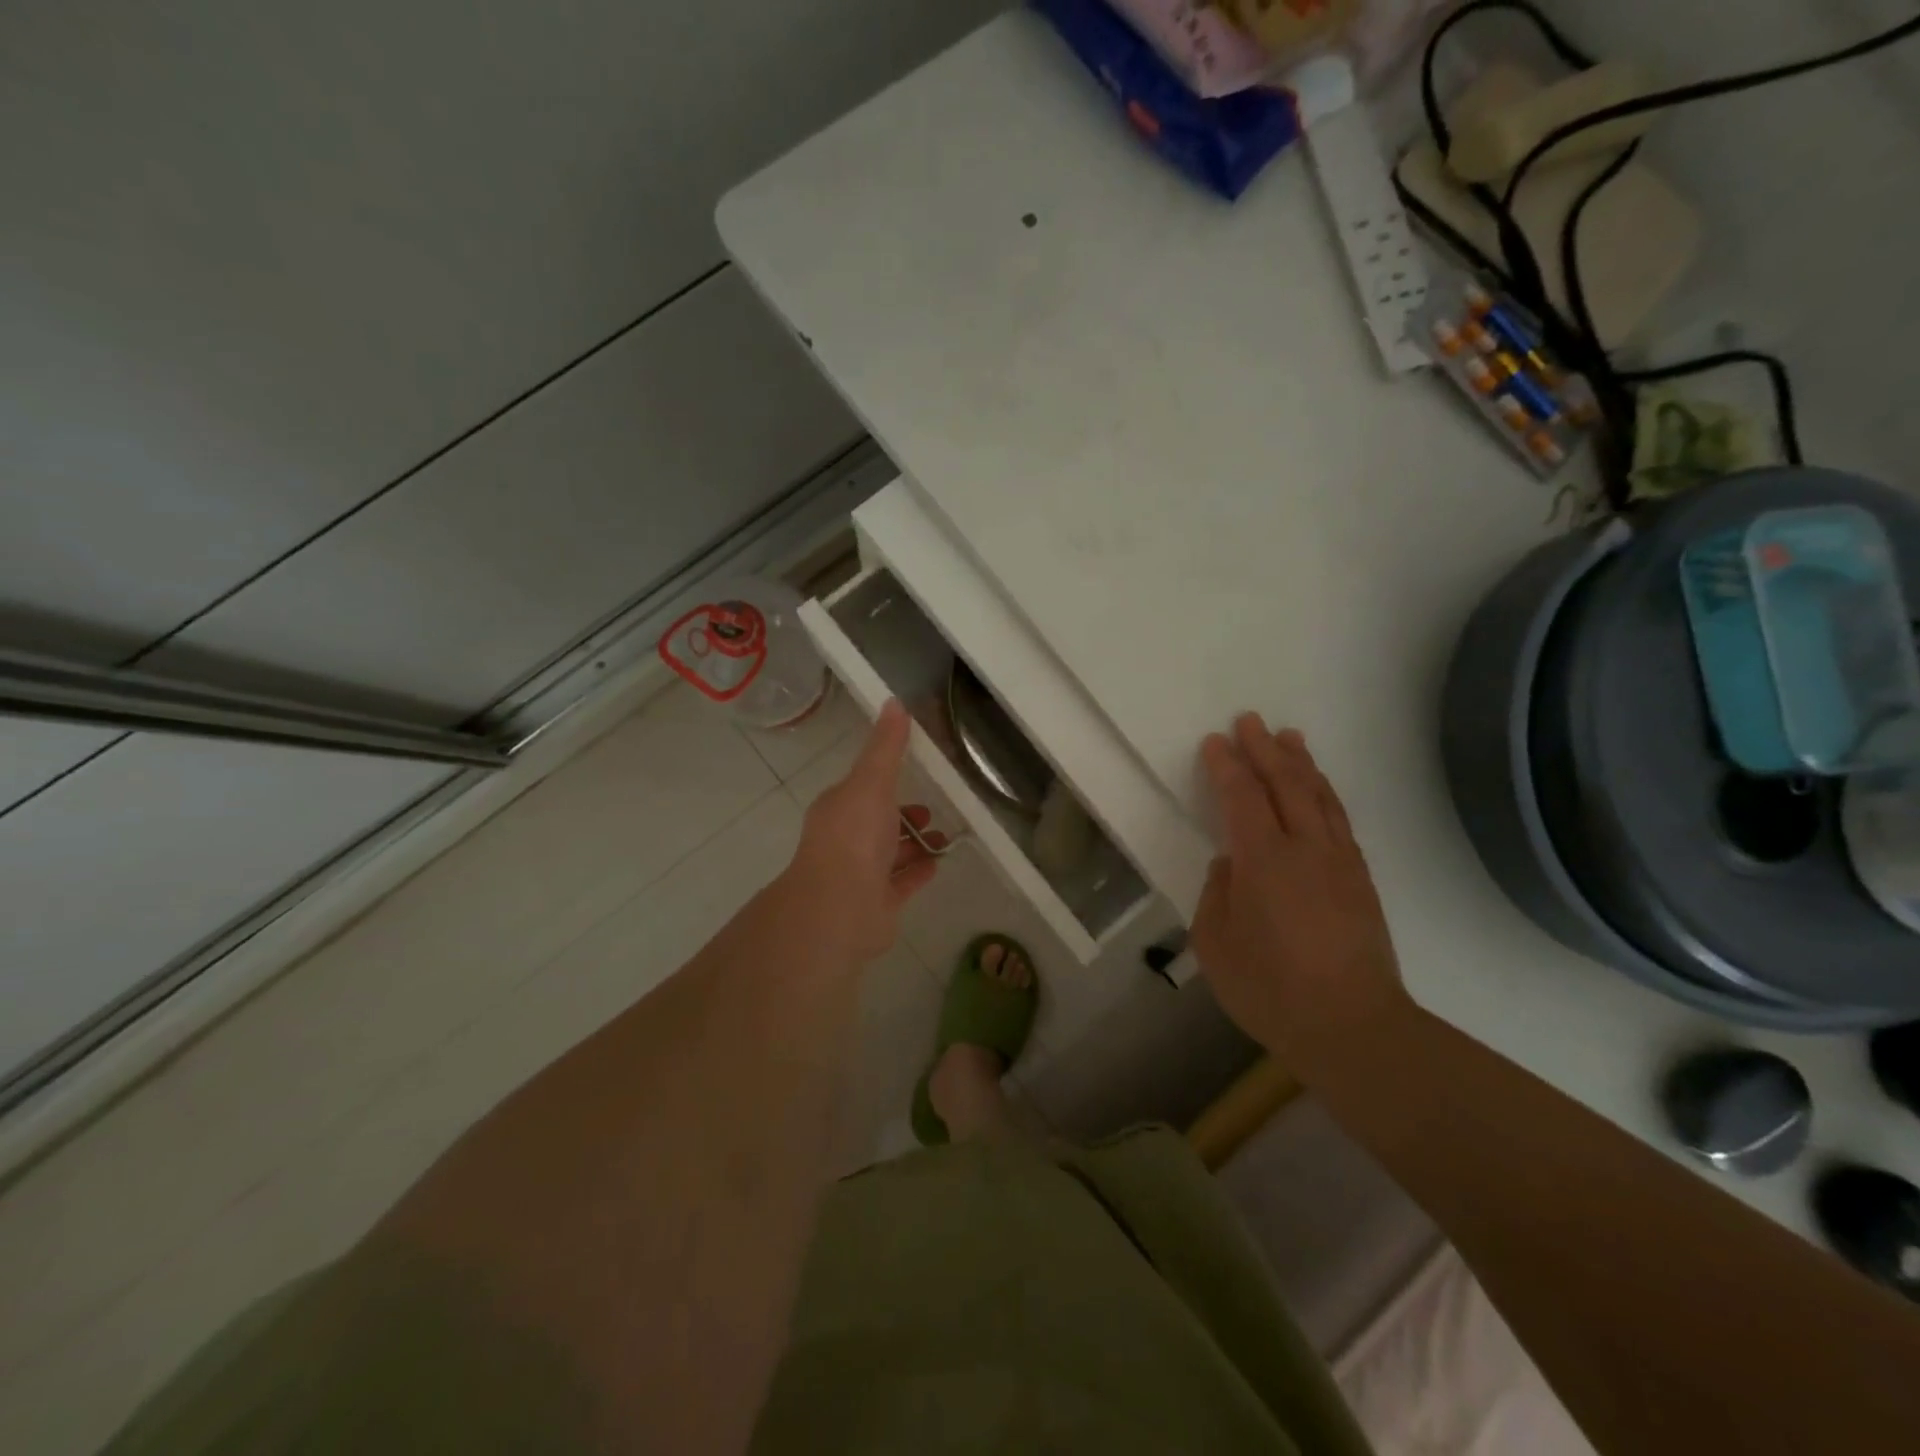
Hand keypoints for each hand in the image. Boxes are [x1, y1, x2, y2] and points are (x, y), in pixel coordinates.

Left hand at [785, 700, 944, 961]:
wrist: (840, 907)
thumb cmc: (853, 837)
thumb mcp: (871, 781)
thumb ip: (886, 747)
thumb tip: (894, 702)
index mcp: (839, 809)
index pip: (862, 789)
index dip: (885, 780)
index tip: (914, 772)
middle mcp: (845, 840)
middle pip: (877, 822)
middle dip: (903, 815)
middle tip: (931, 812)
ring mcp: (859, 875)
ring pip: (890, 855)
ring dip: (914, 845)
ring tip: (943, 839)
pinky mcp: (876, 904)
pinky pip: (900, 884)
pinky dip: (917, 873)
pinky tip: (937, 865)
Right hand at [1191, 713, 1410, 1065]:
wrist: (1353, 1027)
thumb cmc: (1271, 989)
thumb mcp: (1216, 944)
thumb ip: (1217, 895)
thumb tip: (1230, 866)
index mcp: (1264, 860)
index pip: (1242, 797)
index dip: (1226, 766)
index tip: (1215, 741)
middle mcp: (1305, 849)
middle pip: (1285, 785)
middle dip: (1264, 750)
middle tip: (1250, 720)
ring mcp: (1340, 863)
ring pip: (1320, 798)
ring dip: (1302, 764)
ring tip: (1290, 738)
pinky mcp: (1361, 882)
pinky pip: (1341, 822)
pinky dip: (1326, 795)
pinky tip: (1320, 791)